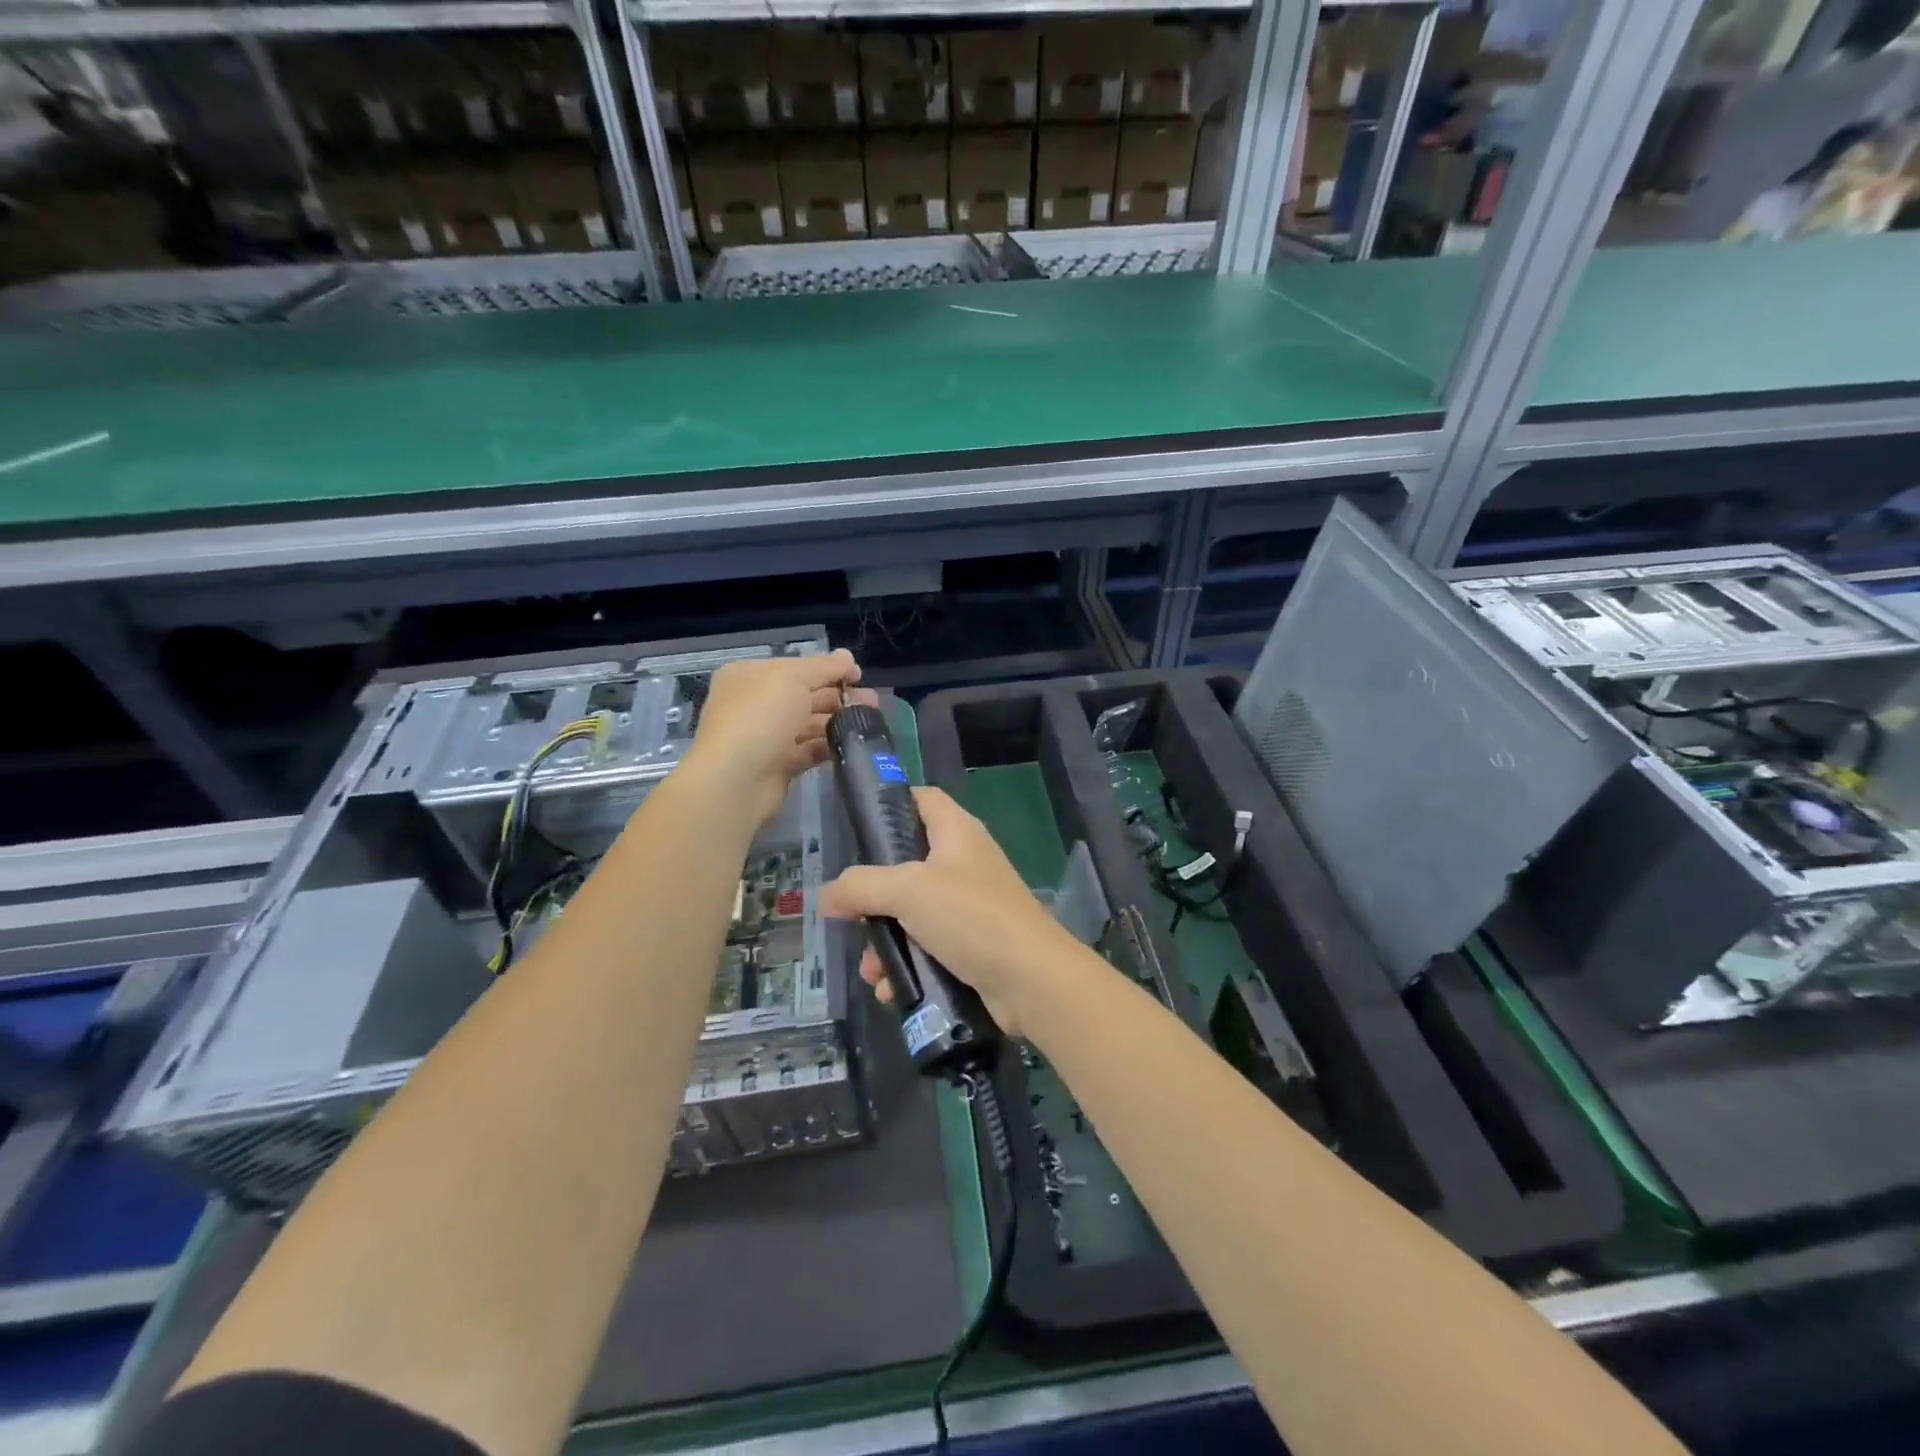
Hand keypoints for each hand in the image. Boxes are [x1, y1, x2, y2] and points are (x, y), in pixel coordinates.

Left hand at [682, 649, 874, 827]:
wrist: (735, 779)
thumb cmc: (761, 716)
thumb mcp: (793, 678)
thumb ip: (824, 667)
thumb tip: (848, 656)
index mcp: (751, 676)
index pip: (796, 667)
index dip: (829, 669)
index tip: (859, 676)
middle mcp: (756, 704)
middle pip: (804, 695)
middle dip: (839, 696)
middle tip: (873, 703)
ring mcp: (766, 736)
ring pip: (809, 724)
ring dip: (838, 721)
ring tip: (869, 724)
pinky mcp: (777, 765)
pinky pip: (808, 751)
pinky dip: (828, 747)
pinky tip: (851, 745)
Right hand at [820, 787, 1088, 1036]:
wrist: (1031, 979)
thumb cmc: (971, 916)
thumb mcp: (908, 891)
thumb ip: (862, 887)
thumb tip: (826, 896)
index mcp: (957, 832)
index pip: (923, 798)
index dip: (892, 802)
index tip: (858, 825)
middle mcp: (965, 862)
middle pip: (908, 864)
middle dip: (875, 896)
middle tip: (851, 917)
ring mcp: (971, 905)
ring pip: (913, 914)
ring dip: (886, 941)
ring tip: (871, 970)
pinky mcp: (973, 945)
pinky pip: (929, 948)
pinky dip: (908, 965)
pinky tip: (892, 989)